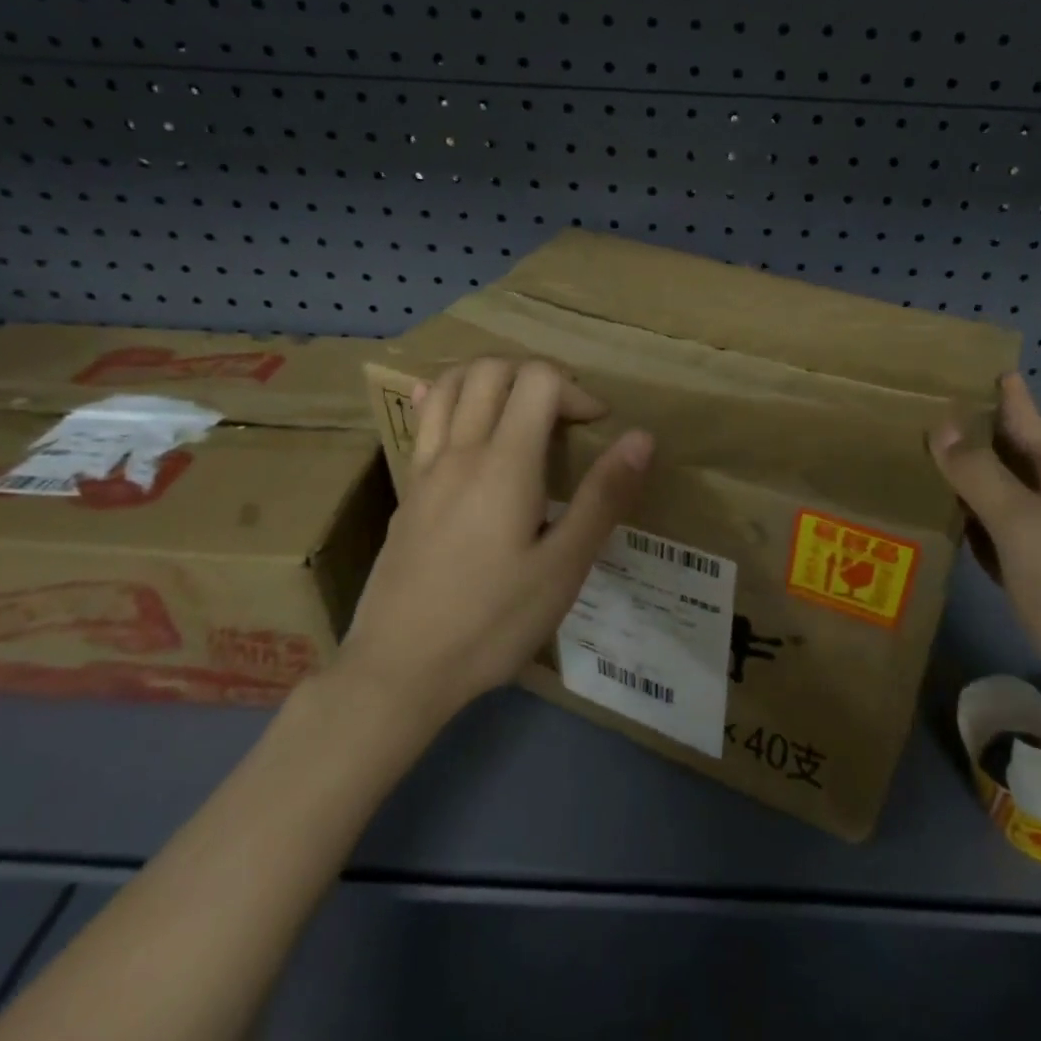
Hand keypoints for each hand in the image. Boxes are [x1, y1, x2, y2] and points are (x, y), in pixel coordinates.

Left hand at [330, 358, 654, 720]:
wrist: (398, 671)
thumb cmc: (492, 622)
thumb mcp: (564, 567)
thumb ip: (603, 497)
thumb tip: (641, 437)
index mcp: (504, 464)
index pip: (538, 380)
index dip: (576, 390)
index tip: (596, 428)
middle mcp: (461, 451)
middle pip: (493, 369)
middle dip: (538, 375)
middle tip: (564, 415)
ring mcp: (426, 469)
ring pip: (451, 384)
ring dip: (492, 378)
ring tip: (520, 408)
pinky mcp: (408, 491)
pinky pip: (425, 420)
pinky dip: (450, 399)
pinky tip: (465, 419)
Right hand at [928, 374, 1040, 758]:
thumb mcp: (1021, 526)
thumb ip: (978, 473)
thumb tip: (942, 423)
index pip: (1020, 412)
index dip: (990, 389)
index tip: (954, 366)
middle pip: (1010, 453)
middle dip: (966, 437)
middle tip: (911, 417)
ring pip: (1006, 494)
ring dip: (969, 482)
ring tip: (918, 463)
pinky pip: (1009, 533)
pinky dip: (980, 525)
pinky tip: (950, 523)